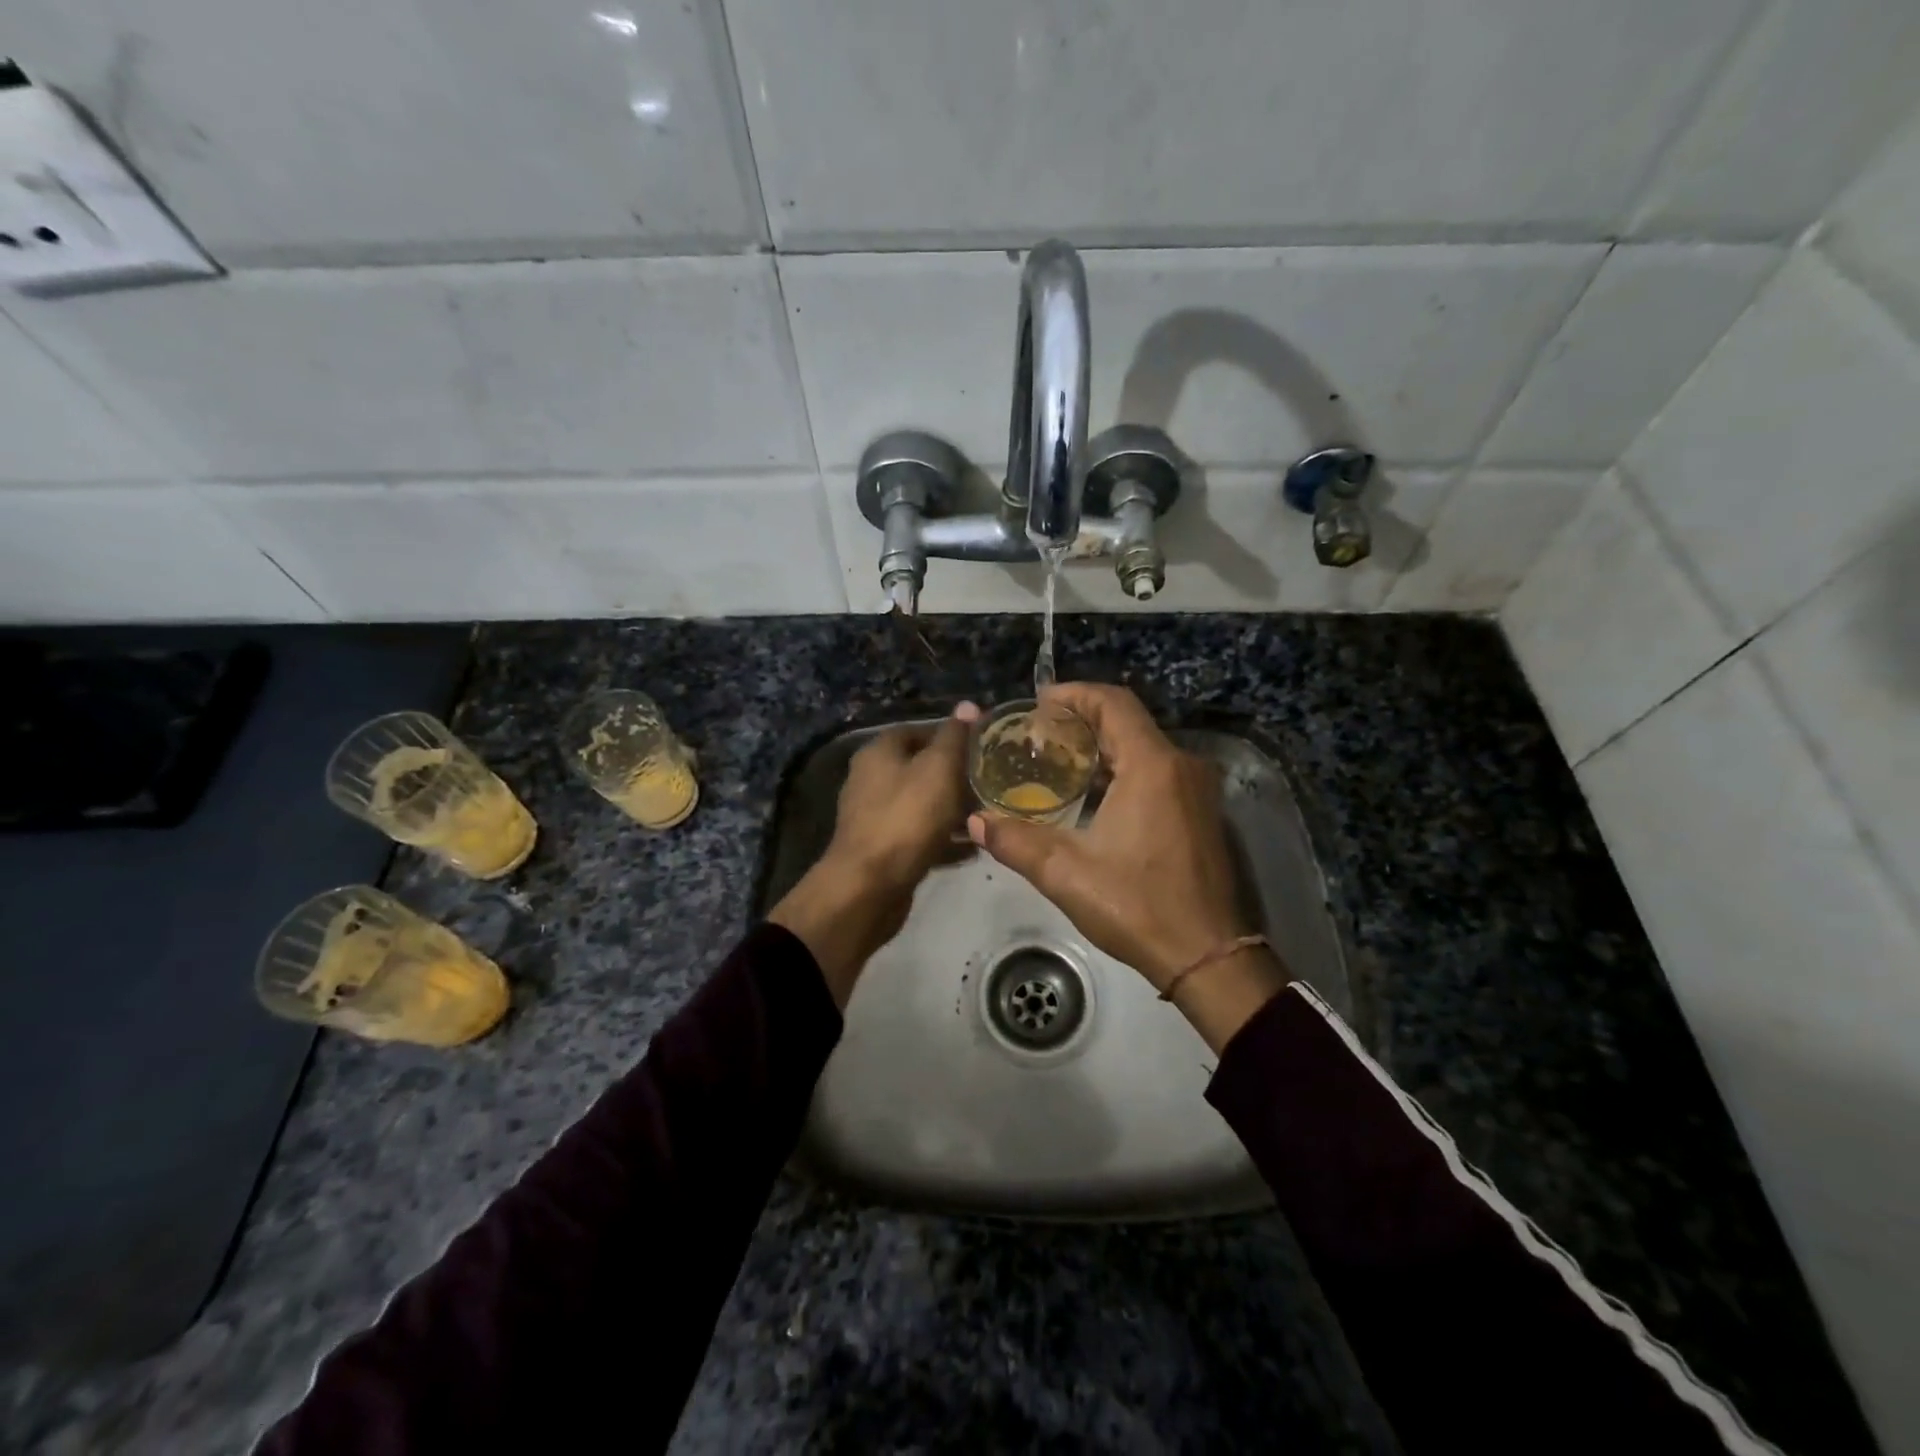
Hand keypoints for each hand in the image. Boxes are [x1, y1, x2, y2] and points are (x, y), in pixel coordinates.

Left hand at [770, 704, 977, 1006]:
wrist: (869, 887)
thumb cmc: (907, 818)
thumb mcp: (939, 769)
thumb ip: (955, 737)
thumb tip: (968, 706)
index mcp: (879, 752)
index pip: (918, 730)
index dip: (952, 736)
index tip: (984, 747)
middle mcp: (870, 779)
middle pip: (920, 768)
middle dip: (955, 775)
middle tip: (991, 783)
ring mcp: (874, 816)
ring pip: (921, 804)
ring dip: (952, 809)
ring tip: (985, 815)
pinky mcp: (882, 849)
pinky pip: (918, 835)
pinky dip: (942, 838)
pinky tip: (970, 848)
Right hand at [967, 684, 1287, 1049]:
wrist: (1209, 955)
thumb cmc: (1138, 906)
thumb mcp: (1067, 874)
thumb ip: (1016, 841)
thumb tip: (973, 821)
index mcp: (1153, 766)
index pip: (1113, 704)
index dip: (1075, 694)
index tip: (1040, 702)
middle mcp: (1181, 765)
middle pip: (1129, 721)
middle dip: (1083, 720)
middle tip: (1040, 732)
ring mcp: (1197, 789)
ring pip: (1145, 746)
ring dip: (1104, 746)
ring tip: (1059, 759)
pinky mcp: (1202, 812)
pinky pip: (1158, 770)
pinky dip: (1124, 768)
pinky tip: (1094, 794)